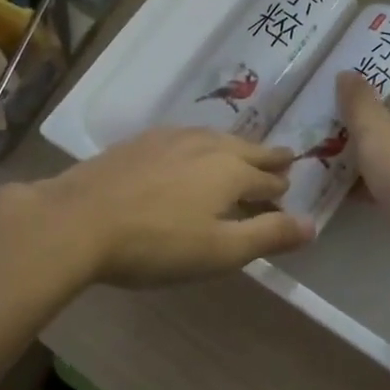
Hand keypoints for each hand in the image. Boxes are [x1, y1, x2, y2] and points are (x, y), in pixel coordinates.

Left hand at [32, 127, 313, 286]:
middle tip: (284, 157)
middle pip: (246, 149)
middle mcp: (206, 145)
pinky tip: (188, 152)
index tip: (287, 192)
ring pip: (215, 139)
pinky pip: (184, 138)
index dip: (280, 189)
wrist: (77, 221)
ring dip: (234, 148)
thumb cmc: (157, 244)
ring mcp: (169, 139)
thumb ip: (269, 235)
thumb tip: (312, 224)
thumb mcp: (221, 251)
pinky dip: (200, 146)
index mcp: (231, 170)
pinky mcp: (138, 143)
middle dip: (267, 157)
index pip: (268, 178)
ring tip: (240, 153)